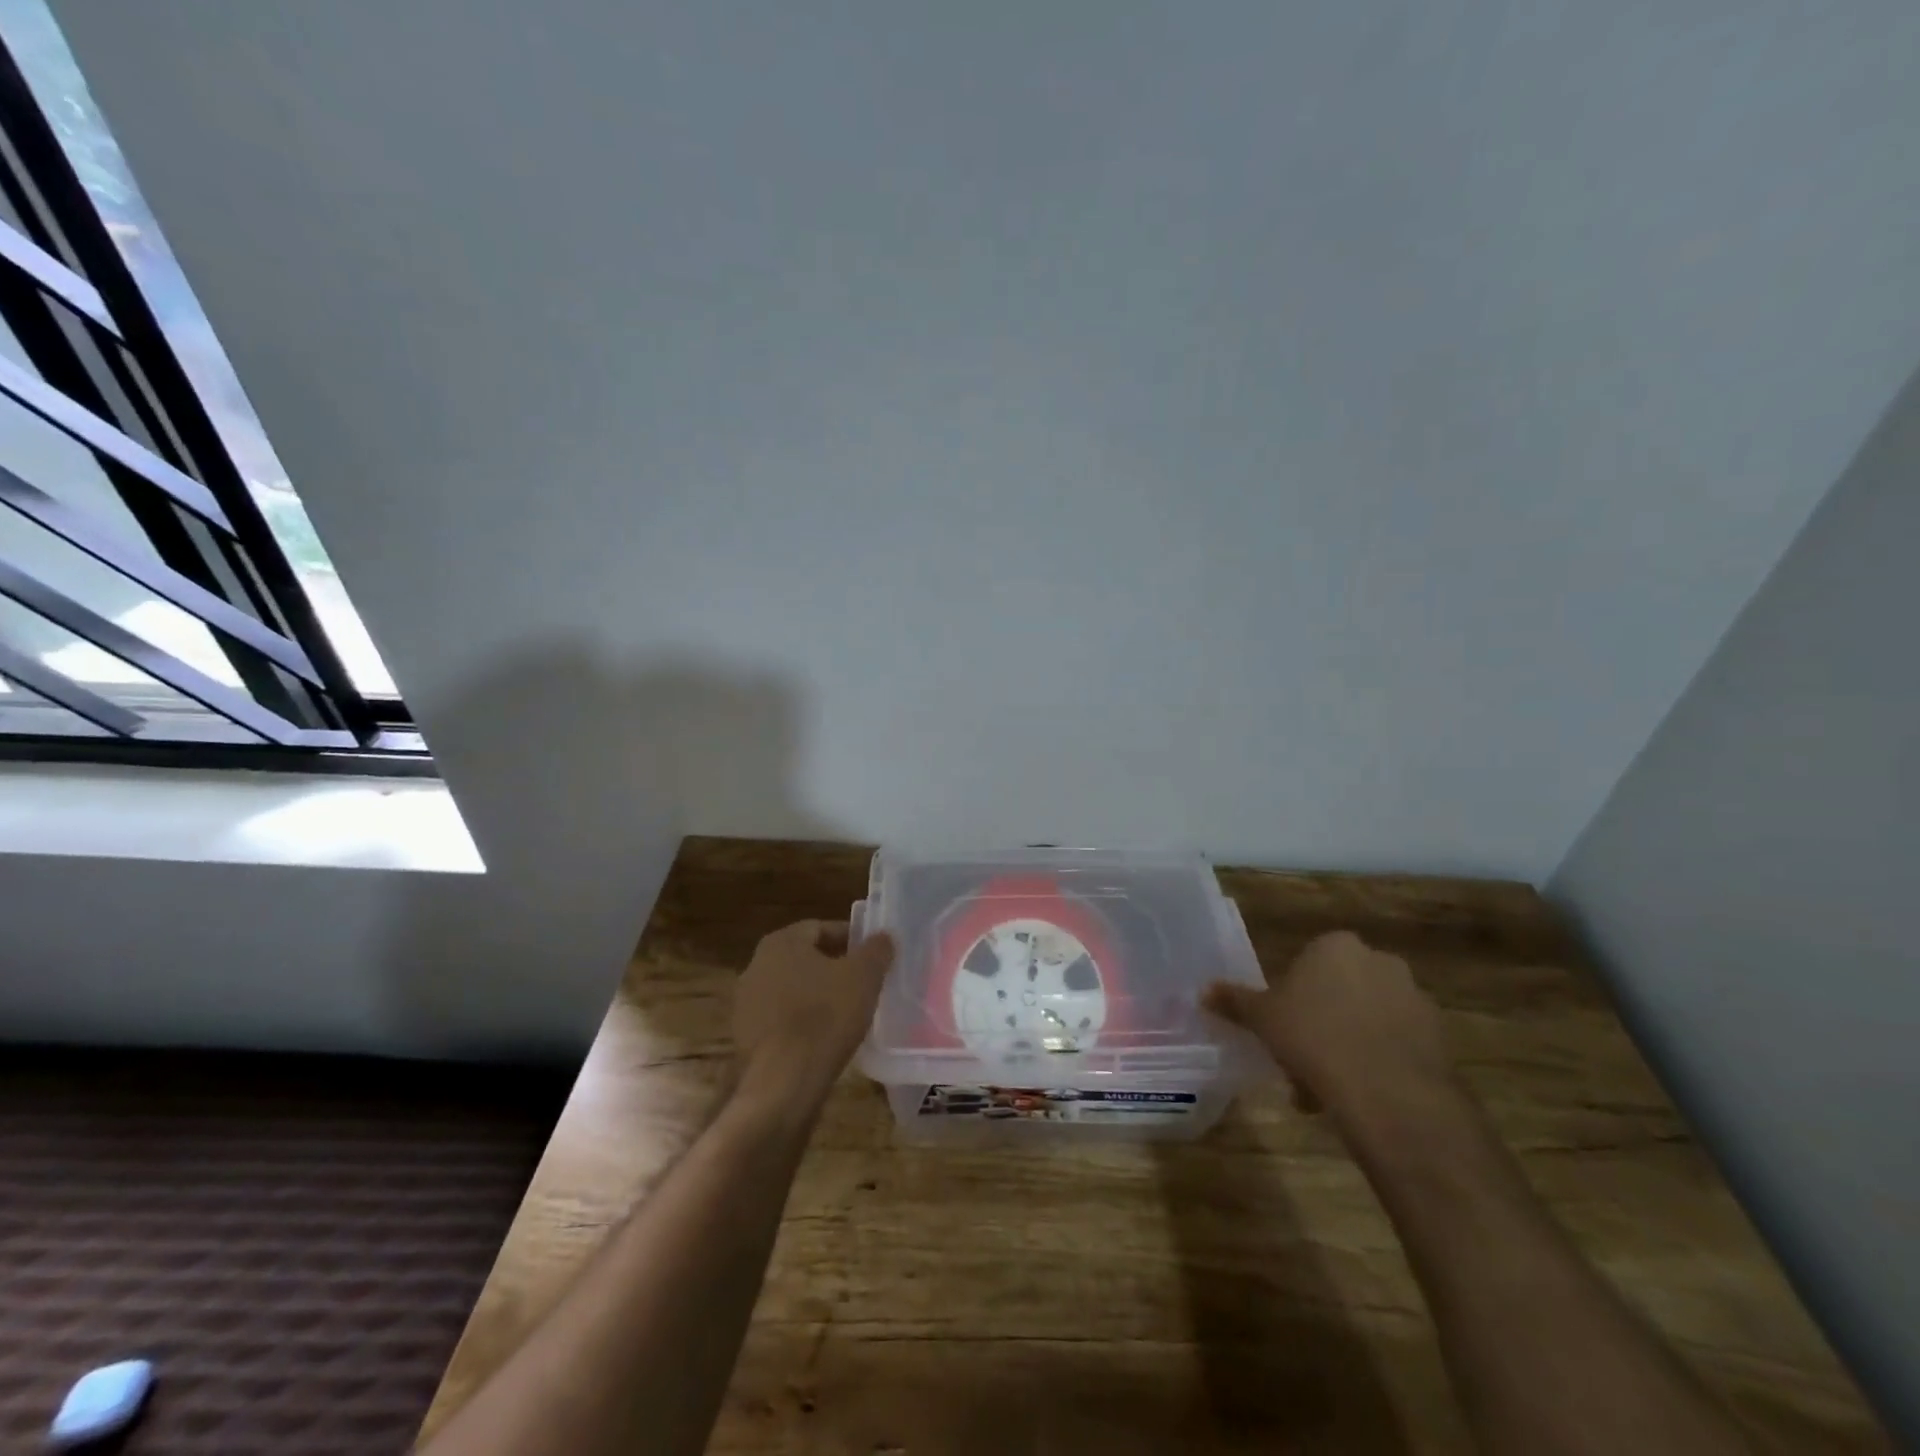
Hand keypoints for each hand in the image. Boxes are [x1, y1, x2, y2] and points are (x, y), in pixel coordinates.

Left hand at [732, 920, 895, 1110]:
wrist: (783, 1084)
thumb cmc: (825, 1017)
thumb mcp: (864, 977)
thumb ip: (876, 949)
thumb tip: (882, 936)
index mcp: (781, 942)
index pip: (820, 928)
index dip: (850, 938)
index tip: (872, 955)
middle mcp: (756, 966)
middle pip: (804, 958)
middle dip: (833, 967)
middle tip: (863, 982)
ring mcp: (746, 1004)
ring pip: (791, 989)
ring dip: (816, 996)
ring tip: (846, 1012)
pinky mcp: (745, 1038)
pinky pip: (781, 1020)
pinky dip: (801, 1023)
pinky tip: (824, 1038)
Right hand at [1205, 930, 1450, 1118]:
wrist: (1389, 1092)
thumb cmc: (1314, 1039)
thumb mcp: (1262, 1019)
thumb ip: (1235, 1001)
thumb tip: (1202, 990)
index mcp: (1336, 946)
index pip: (1308, 963)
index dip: (1292, 998)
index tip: (1282, 1029)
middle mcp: (1379, 961)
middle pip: (1339, 990)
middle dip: (1321, 1022)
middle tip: (1300, 1059)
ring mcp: (1414, 998)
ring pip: (1368, 1020)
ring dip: (1349, 1046)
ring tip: (1327, 1090)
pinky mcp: (1439, 1037)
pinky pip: (1396, 1045)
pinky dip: (1379, 1064)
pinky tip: (1360, 1097)